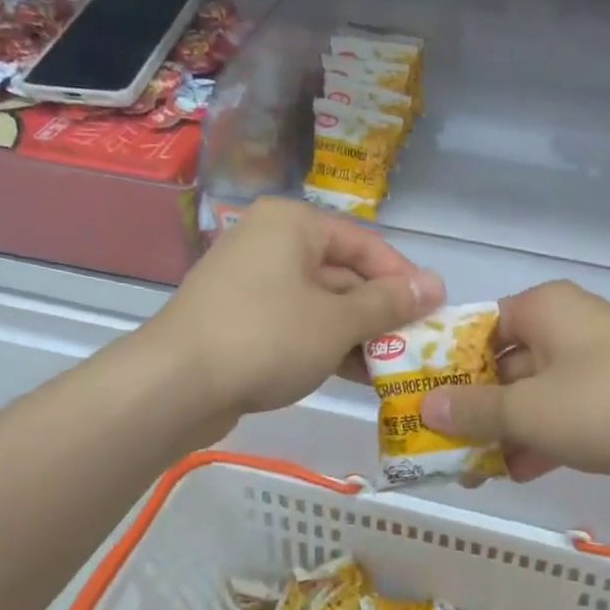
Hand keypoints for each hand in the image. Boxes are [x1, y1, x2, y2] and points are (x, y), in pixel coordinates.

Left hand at [138, 198, 442, 426]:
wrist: (174, 385)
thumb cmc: (267, 337)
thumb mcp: (338, 321)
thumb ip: (389, 303)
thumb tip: (436, 285)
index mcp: (293, 224)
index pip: (365, 244)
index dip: (403, 278)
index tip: (433, 312)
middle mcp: (270, 242)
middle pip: (342, 272)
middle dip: (379, 311)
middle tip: (415, 344)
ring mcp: (250, 281)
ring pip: (319, 302)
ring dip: (356, 332)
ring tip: (391, 365)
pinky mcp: (239, 318)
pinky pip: (295, 322)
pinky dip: (324, 343)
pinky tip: (354, 374)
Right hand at [418, 280, 609, 494]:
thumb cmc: (608, 402)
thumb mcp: (530, 410)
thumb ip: (474, 409)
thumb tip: (425, 405)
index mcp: (542, 309)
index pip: (478, 329)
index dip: (447, 366)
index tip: (423, 403)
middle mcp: (567, 325)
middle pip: (505, 364)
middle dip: (476, 408)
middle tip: (444, 447)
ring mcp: (597, 361)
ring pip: (536, 393)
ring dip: (507, 430)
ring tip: (475, 471)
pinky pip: (567, 411)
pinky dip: (544, 437)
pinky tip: (522, 472)